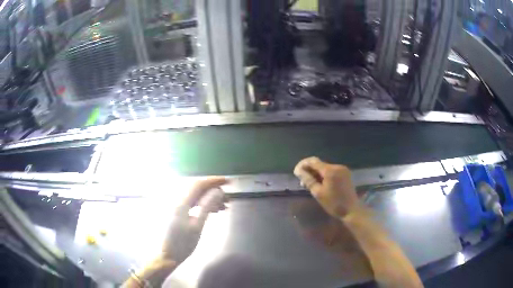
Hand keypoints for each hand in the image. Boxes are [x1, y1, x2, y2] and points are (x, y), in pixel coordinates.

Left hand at [161, 177, 228, 263]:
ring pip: (195, 196)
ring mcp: (176, 206)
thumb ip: (207, 206)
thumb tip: (218, 191)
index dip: (213, 181)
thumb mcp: (197, 226)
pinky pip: (192, 202)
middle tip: (227, 199)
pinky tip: (212, 211)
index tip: (227, 181)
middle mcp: (177, 200)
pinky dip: (203, 204)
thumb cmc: (182, 243)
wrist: (167, 255)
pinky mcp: (176, 212)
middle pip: (197, 189)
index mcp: (180, 202)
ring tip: (223, 207)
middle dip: (213, 190)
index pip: (198, 184)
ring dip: (209, 198)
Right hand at [294, 157, 358, 217]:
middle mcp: (337, 166)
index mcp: (330, 170)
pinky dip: (324, 176)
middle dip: (309, 171)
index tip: (296, 172)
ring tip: (310, 184)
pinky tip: (320, 184)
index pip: (313, 161)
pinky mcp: (345, 174)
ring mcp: (342, 170)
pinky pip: (331, 172)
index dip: (303, 165)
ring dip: (316, 174)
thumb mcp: (318, 193)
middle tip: (302, 182)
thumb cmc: (333, 203)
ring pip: (325, 168)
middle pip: (319, 164)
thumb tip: (298, 171)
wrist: (351, 210)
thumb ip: (308, 180)